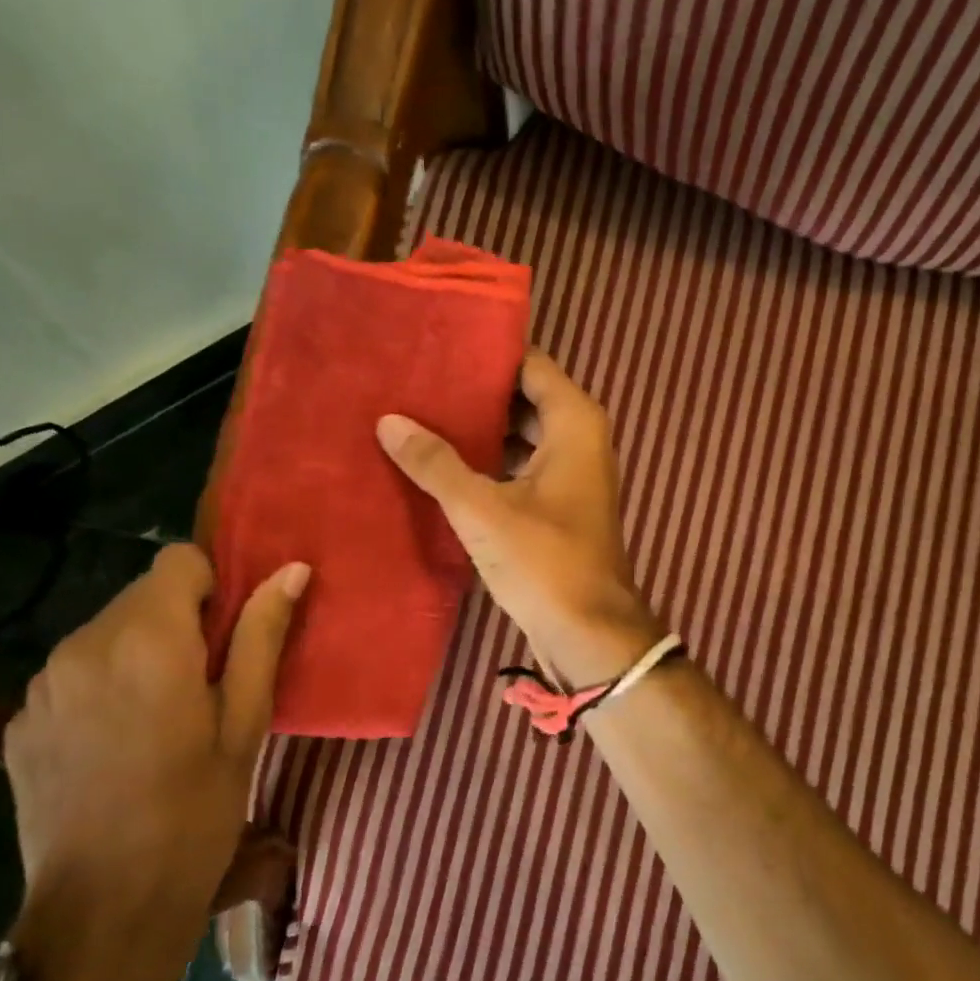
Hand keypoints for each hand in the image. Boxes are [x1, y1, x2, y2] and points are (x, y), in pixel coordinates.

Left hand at [2, 544, 307, 980]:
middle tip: (208, 686)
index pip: (178, 560)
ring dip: (140, 654)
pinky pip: (74, 673)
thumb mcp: (245, 724)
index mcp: (147, 640)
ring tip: (163, 720)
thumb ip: (262, 636)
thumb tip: (292, 570)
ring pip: (107, 633)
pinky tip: (118, 746)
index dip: (212, 585)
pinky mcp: (20, 719)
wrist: (104, 913)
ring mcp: (43, 683)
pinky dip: (103, 687)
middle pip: (142, 595)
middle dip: (179, 623)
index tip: (229, 636)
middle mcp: (84, 645)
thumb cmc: (195, 814)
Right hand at [376, 350, 662, 684]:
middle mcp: (578, 438)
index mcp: (574, 422)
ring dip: (478, 430)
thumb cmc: (545, 562)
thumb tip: (389, 420)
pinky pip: (518, 466)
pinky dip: (487, 462)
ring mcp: (569, 474)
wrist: (590, 634)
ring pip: (519, 434)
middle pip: (521, 398)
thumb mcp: (483, 510)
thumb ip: (436, 463)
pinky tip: (442, 464)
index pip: (527, 364)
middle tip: (415, 382)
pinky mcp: (557, 505)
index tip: (435, 346)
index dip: (484, 354)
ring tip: (419, 416)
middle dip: (474, 393)